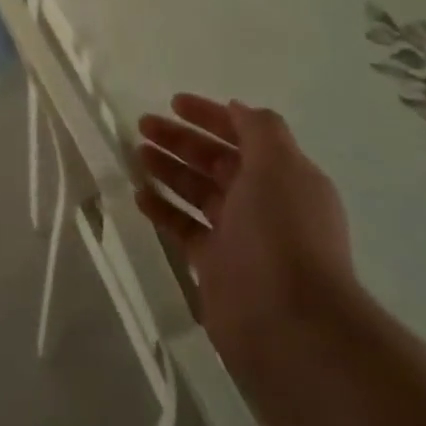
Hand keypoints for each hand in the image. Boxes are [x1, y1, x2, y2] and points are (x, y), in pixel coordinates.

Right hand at [135, 96, 353, 375]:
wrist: (290, 322)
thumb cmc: (283, 232)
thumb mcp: (280, 166)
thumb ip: (260, 129)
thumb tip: (237, 110)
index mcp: (284, 176)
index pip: (244, 134)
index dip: (210, 116)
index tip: (173, 102)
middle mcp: (264, 202)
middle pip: (216, 161)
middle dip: (182, 140)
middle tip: (143, 125)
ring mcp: (239, 235)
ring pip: (198, 191)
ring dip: (169, 169)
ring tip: (136, 153)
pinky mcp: (215, 265)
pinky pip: (184, 228)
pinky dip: (163, 209)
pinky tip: (139, 195)